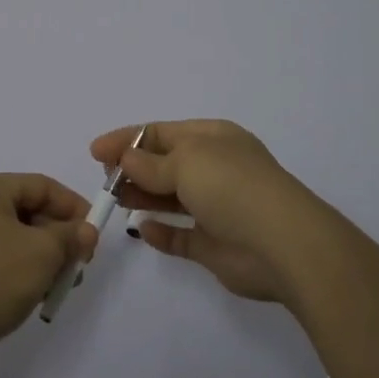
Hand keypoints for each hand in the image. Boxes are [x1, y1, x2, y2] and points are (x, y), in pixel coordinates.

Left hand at [0, 173, 97, 370]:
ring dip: (40, 258)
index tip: (94, 234)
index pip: (42, 186)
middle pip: (27, 212)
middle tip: (79, 265)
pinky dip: (17, 272)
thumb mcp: (42, 254)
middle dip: (58, 238)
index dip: (73, 207)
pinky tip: (30, 297)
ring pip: (12, 239)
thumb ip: (70, 237)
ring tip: (57, 286)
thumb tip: (85, 232)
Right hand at [90, 119, 330, 303]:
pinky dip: (161, 233)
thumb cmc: (231, 187)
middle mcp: (215, 169)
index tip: (96, 152)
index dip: (128, 139)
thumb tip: (127, 158)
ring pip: (171, 199)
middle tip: (104, 180)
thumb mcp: (186, 162)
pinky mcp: (215, 245)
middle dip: (133, 169)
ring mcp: (217, 207)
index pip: (162, 132)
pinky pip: (181, 236)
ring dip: (142, 197)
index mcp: (213, 138)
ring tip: (114, 201)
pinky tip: (142, 230)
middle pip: (165, 164)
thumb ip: (151, 164)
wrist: (282, 244)